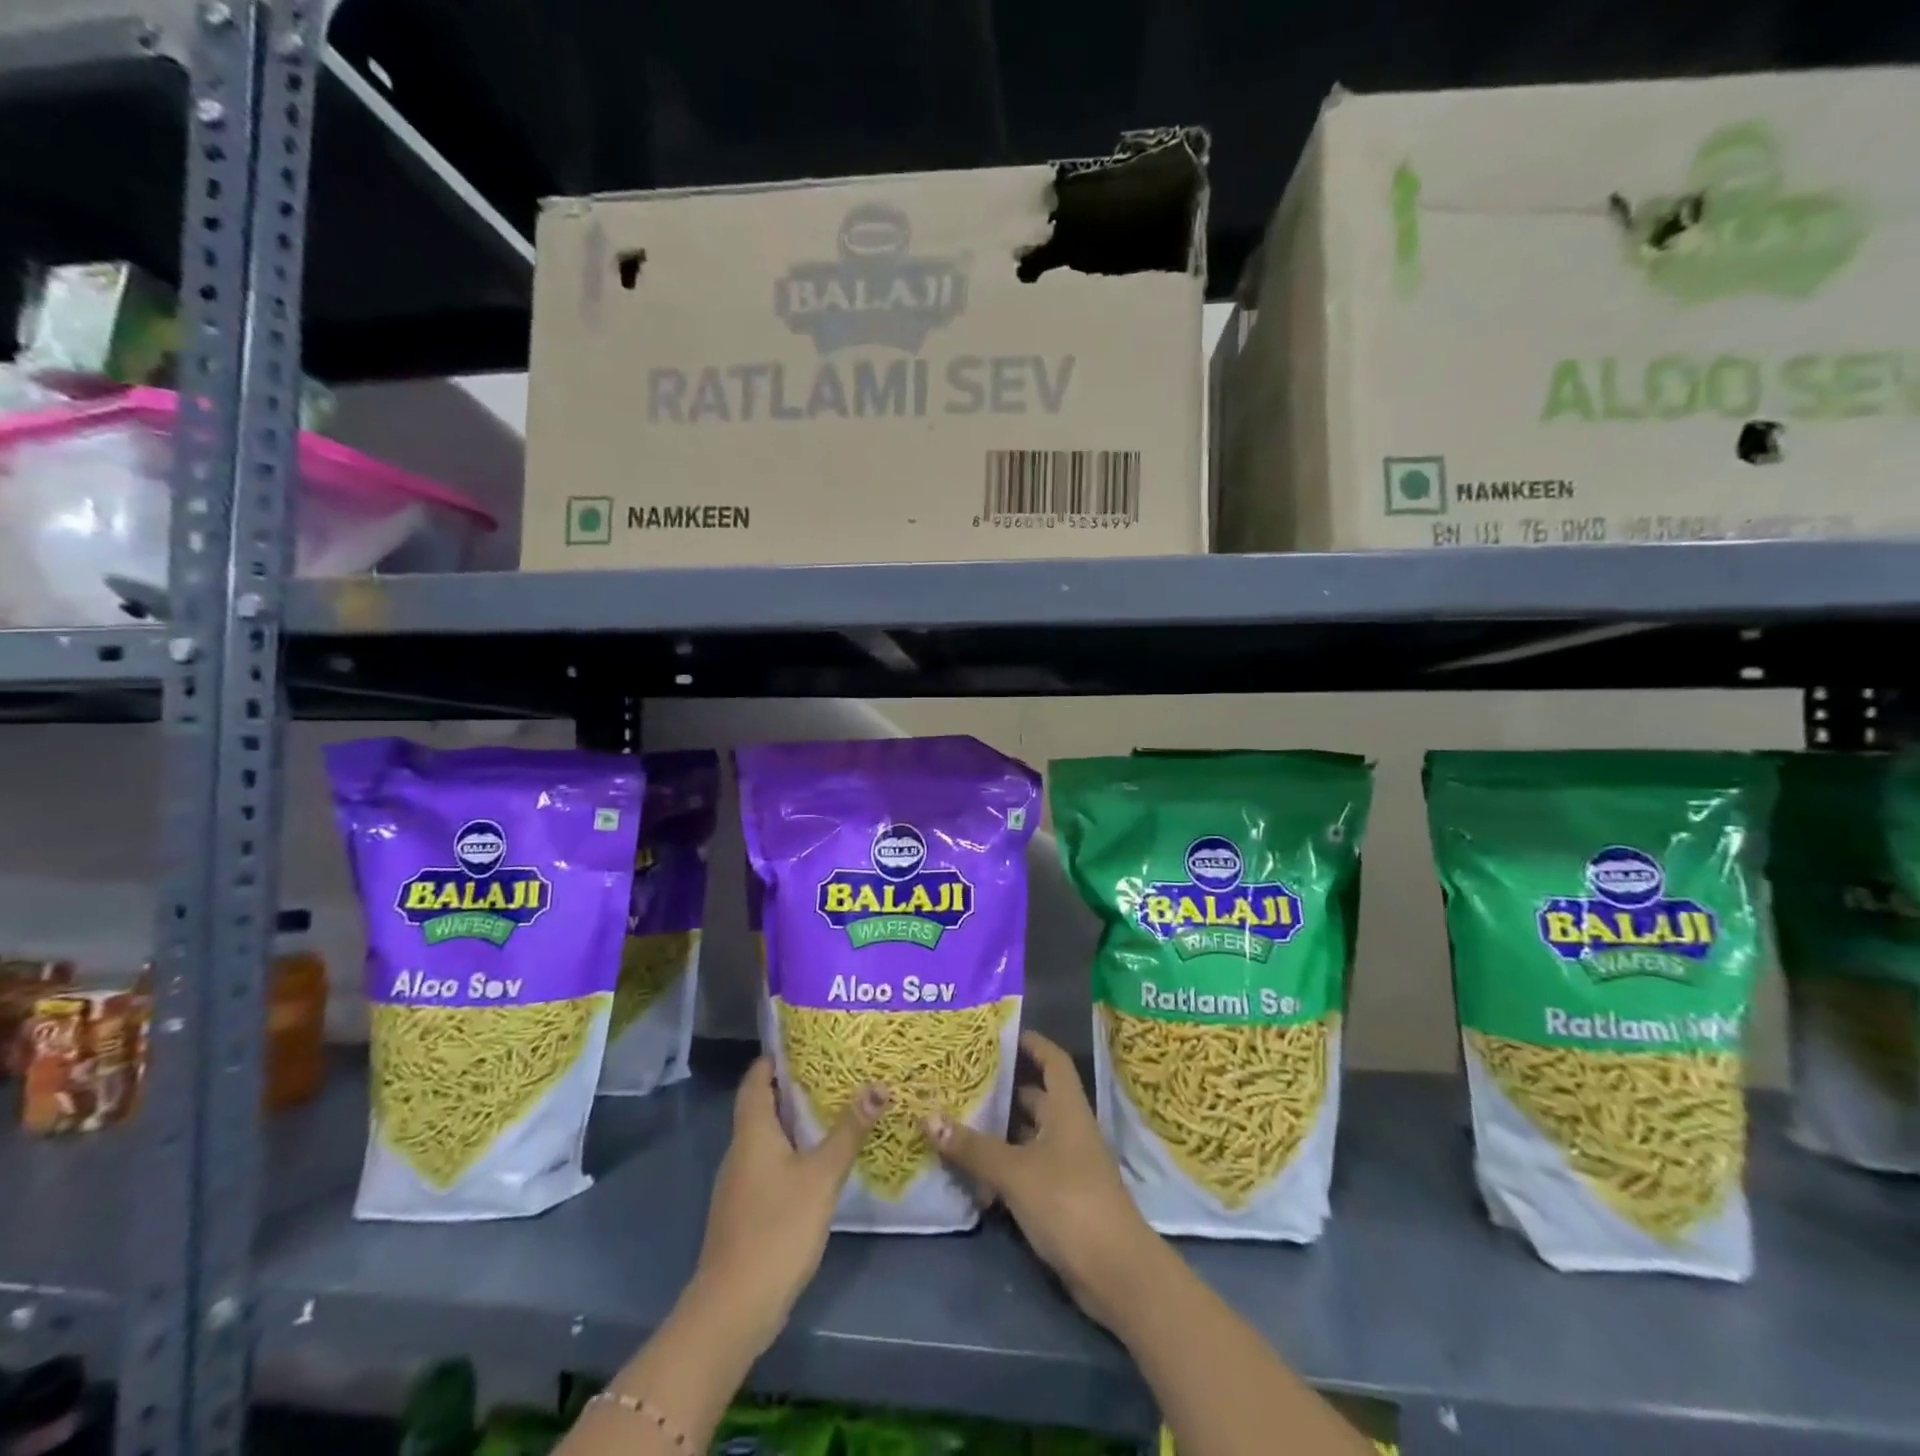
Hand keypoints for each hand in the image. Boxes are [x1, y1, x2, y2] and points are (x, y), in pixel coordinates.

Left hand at [690, 1057, 884, 1353]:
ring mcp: (740, 1183)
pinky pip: (769, 1165)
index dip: (776, 1058)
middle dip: (794, 1087)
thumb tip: (878, 1086)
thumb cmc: (777, 1228)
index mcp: (752, 1132)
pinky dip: (792, 1153)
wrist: (733, 1308)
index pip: (756, 1079)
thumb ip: (848, 1131)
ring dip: (795, 1121)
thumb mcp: (822, 1176)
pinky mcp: (746, 1210)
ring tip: (835, 1108)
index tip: (808, 1042)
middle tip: (835, 1071)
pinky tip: (820, 1161)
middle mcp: (740, 1150)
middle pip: (762, 1105)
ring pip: (767, 1137)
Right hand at [926, 1031, 1159, 1332]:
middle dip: (1002, 1091)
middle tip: (962, 1082)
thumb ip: (973, 1147)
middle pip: (1035, 1098)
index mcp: (1066, 1109)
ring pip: (1028, 1137)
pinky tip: (973, 1177)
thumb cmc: (1069, 1203)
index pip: (1052, 1060)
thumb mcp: (1015, 1172)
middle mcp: (1069, 1129)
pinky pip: (1027, 1170)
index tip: (1001, 1034)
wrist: (1116, 1273)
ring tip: (956, 1124)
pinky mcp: (1061, 1198)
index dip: (1032, 1043)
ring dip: (997, 1133)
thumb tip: (929, 1118)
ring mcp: (1067, 1165)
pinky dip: (1003, 1169)